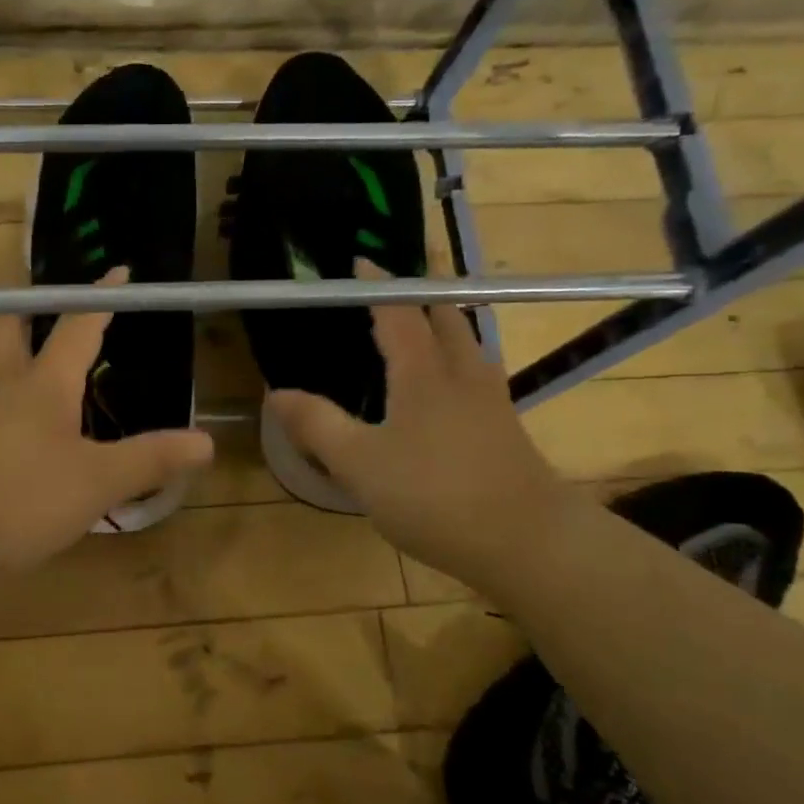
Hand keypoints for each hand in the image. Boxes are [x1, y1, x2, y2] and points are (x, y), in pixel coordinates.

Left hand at [0, 269, 214, 573]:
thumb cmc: (22, 498)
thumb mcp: (98, 482)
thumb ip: (151, 459)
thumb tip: (206, 441)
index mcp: (44, 383)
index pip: (78, 326)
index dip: (101, 298)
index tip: (117, 271)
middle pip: (7, 325)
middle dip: (28, 310)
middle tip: (45, 311)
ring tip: (13, 357)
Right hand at [267, 274, 580, 588]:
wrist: (528, 541)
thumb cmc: (435, 495)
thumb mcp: (360, 464)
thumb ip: (317, 425)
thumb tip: (276, 392)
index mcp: (423, 373)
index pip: (399, 311)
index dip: (377, 285)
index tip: (359, 262)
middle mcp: (461, 374)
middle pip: (445, 316)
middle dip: (420, 292)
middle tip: (392, 286)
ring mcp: (489, 400)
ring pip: (466, 342)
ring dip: (442, 322)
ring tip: (416, 326)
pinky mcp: (503, 427)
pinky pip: (473, 372)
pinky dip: (453, 357)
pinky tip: (442, 387)